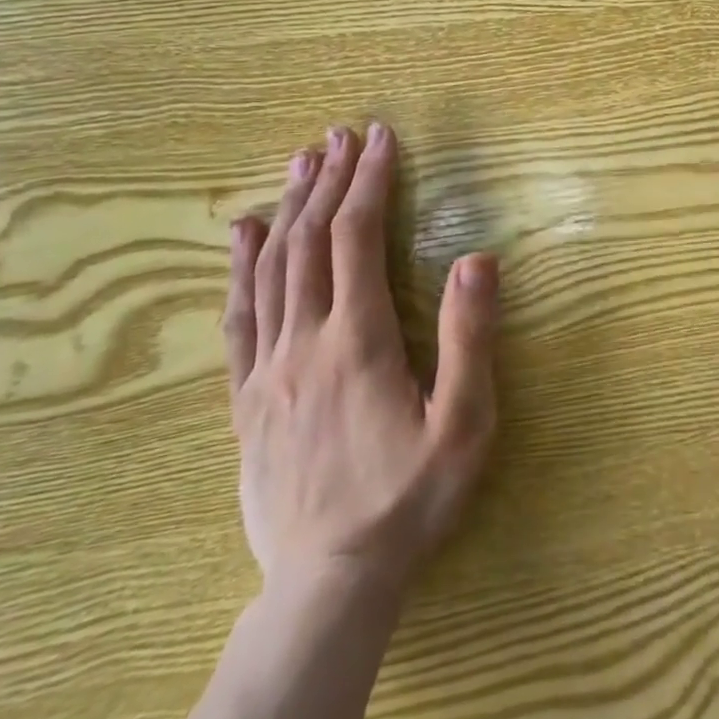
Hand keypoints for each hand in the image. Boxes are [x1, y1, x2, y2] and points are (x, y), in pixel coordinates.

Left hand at [224, 122, 498, 595]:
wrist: (328, 584)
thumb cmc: (410, 498)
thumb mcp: (465, 424)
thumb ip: (471, 339)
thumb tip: (478, 258)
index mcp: (359, 342)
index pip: (358, 239)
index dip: (369, 182)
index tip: (381, 139)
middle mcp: (305, 343)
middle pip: (310, 242)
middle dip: (329, 180)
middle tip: (340, 134)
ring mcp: (268, 370)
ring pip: (272, 270)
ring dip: (290, 207)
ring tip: (301, 161)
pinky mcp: (247, 398)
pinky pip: (239, 317)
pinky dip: (241, 266)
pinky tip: (245, 233)